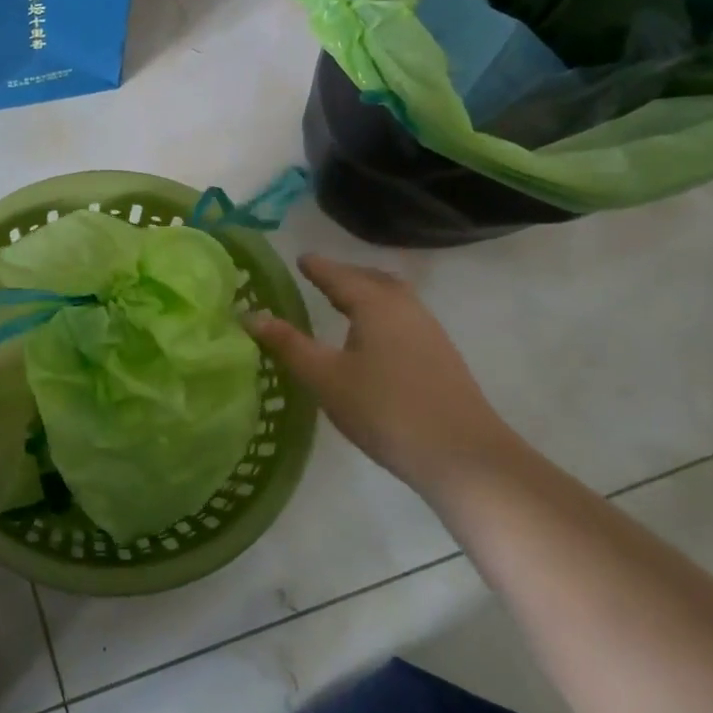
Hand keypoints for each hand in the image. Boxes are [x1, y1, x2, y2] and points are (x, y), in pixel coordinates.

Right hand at [246, 254, 529, 494]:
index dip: (317, 267)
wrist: (462, 454)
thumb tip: (251, 315)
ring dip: (367, 293)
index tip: (300, 258)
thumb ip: (288, 345)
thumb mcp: (325, 378)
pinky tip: (373, 338)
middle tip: (320, 278)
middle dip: (345, 275)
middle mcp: (405, 307)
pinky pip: (404, 317)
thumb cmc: (384, 409)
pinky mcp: (441, 355)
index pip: (339, 276)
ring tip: (343, 304)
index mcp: (375, 304)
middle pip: (372, 280)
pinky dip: (381, 313)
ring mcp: (429, 331)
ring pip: (393, 298)